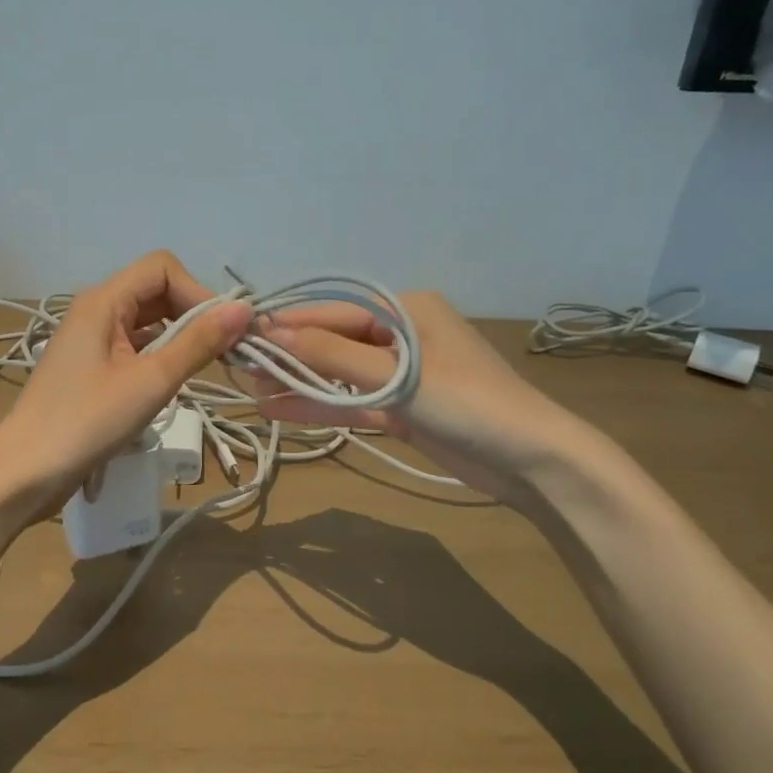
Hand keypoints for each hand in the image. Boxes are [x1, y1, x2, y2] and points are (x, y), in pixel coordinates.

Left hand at [0, 251, 249, 502]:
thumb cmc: (87, 422)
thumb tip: (243, 309)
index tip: (222, 331)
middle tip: (224, 353)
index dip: (197, 292)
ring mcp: (91, 339)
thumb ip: (198, 343)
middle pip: (156, 291)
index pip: (163, 269)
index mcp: (103, 301)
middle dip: (193, 314)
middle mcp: (96, 310)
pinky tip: (174, 382)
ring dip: (180, 337)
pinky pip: (135, 346)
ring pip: (148, 321)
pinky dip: (160, 356)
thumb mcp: (151, 381)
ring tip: (205, 369)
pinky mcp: (92, 367)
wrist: (26, 471)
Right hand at [252, 291, 579, 495]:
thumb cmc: (467, 402)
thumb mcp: (398, 375)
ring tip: (252, 389)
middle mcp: (401, 336)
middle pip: (333, 342)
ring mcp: (401, 375)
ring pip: (339, 374)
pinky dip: (322, 406)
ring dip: (301, 382)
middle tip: (241, 367)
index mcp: (406, 311)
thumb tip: (274, 332)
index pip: (334, 312)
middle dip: (291, 355)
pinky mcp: (402, 410)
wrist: (532, 461)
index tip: (243, 334)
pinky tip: (281, 410)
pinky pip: (352, 402)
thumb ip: (333, 355)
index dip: (289, 324)